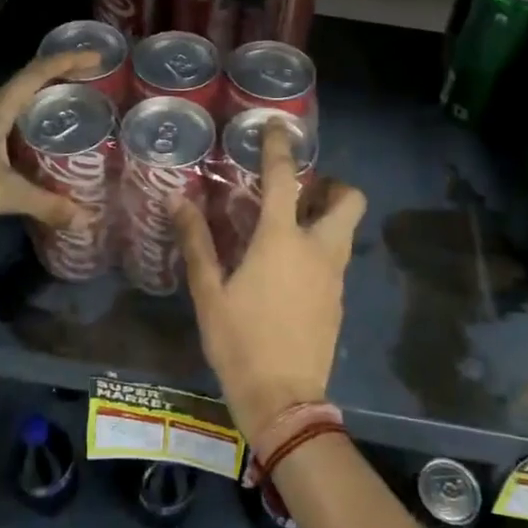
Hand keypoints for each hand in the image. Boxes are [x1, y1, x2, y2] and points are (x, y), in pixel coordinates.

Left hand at [0, 49, 98, 249]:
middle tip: (95, 88)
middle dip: (61, 82)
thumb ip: (46, 204)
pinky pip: (11, 140)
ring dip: (46, 111)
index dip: (68, 61)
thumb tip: (86, 220)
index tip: (99, 58)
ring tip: (77, 119)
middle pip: (29, 87)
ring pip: (19, 114)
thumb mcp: (3, 194)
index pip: (37, 73)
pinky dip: (32, 141)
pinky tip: (46, 159)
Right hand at [175, 120, 366, 438]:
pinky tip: (290, 271)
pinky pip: (336, 260)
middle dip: (333, 186)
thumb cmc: (240, 342)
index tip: (278, 126)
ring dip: (327, 217)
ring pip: (344, 231)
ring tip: (289, 227)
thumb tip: (177, 201)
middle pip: (349, 201)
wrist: (284, 400)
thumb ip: (196, 242)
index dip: (281, 147)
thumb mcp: (209, 293)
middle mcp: (319, 250)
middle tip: (302, 191)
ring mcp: (334, 277)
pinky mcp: (338, 301)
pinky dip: (320, 250)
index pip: (285, 179)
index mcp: (283, 240)